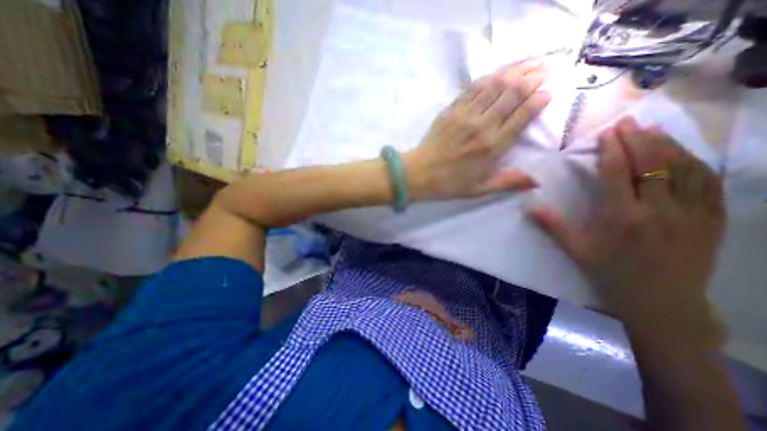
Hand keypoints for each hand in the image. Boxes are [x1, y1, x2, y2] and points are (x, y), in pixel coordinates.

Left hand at [402, 58, 550, 200]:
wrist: (419, 173)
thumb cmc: (449, 183)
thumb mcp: (479, 189)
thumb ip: (508, 182)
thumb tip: (537, 181)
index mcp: (492, 146)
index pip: (522, 116)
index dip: (538, 101)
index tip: (548, 92)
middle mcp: (482, 126)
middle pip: (511, 95)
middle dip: (531, 79)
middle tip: (544, 69)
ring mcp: (465, 115)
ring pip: (494, 86)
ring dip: (513, 72)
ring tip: (528, 63)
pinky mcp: (451, 110)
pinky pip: (472, 88)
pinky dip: (488, 78)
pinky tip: (497, 73)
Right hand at [529, 118, 726, 346]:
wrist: (661, 301)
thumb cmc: (611, 273)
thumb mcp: (576, 251)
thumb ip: (553, 226)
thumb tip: (528, 208)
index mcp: (621, 217)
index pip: (618, 174)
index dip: (613, 149)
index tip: (608, 132)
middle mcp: (657, 210)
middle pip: (651, 164)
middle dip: (638, 139)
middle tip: (627, 122)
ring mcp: (690, 213)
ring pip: (683, 168)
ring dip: (667, 144)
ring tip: (652, 129)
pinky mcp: (712, 219)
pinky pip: (708, 183)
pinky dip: (695, 162)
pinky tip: (683, 152)